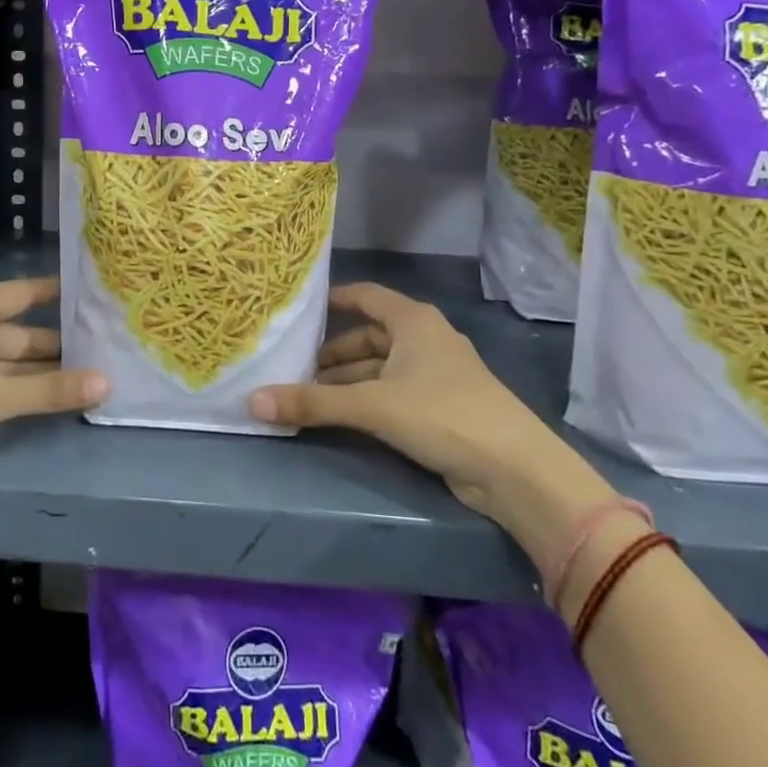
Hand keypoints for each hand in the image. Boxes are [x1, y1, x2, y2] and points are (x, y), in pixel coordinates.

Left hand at [0, 276, 105, 499]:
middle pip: (22, 332)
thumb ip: (47, 390)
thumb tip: (108, 383)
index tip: (99, 296)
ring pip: (9, 362)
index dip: (60, 293)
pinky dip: (20, 391)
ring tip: (91, 377)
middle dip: (60, 344)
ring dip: (42, 373)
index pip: (26, 292)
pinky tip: (50, 401)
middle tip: (108, 350)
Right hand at [248, 283, 616, 560]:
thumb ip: (313, 403)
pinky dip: (366, 401)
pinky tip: (341, 417)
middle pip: (368, 337)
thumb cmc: (442, 414)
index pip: (365, 296)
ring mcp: (434, 375)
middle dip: (332, 354)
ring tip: (307, 397)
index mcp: (413, 321)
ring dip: (346, 382)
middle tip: (292, 368)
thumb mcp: (372, 405)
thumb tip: (252, 401)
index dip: (333, 300)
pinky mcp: (440, 408)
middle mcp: (424, 340)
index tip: (299, 310)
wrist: (514, 470)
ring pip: (379, 369)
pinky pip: (391, 394)